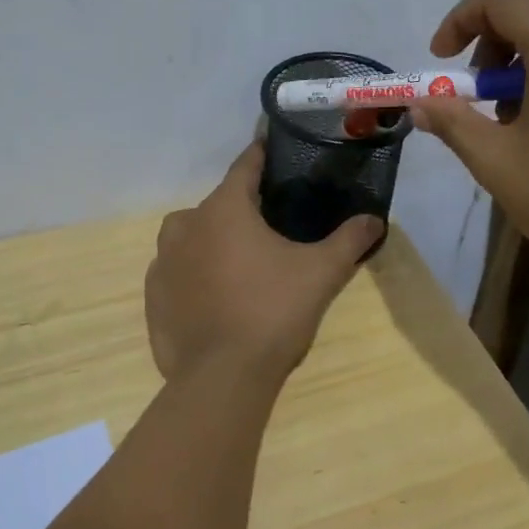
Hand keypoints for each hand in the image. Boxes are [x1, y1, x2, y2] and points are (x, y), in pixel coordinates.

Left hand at [145, 143, 383, 388]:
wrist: (222, 378)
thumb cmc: (273, 312)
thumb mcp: (321, 273)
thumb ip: (349, 240)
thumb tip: (375, 219)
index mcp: (223, 209)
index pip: (245, 166)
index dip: (263, 156)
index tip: (275, 151)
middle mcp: (185, 225)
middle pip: (219, 204)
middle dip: (243, 210)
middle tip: (272, 228)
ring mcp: (162, 261)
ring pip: (192, 236)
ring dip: (214, 241)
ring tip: (243, 264)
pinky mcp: (153, 295)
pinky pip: (178, 271)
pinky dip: (195, 275)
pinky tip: (217, 297)